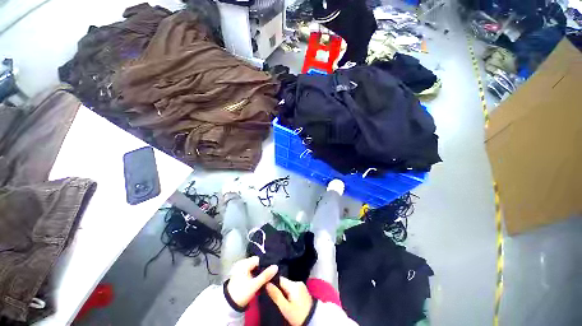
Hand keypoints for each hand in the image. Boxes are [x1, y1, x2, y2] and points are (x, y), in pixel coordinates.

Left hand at [227, 256, 277, 307]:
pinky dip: (255, 275)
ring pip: (254, 267)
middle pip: (256, 263)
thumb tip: (276, 266)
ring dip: (259, 272)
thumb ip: (266, 275)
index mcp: (244, 263)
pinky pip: (250, 271)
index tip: (271, 271)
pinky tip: (258, 280)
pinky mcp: (240, 274)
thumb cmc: (241, 293)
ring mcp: (240, 269)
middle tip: (269, 276)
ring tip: (265, 279)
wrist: (229, 305)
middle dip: (263, 269)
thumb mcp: (254, 285)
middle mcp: (242, 263)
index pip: (259, 259)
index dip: (266, 264)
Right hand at [266, 276, 313, 325]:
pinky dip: (288, 294)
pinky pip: (292, 289)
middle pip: (284, 282)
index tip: (266, 289)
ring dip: (283, 292)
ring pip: (288, 286)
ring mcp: (301, 286)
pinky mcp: (303, 291)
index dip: (272, 283)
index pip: (280, 279)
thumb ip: (276, 295)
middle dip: (278, 289)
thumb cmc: (298, 315)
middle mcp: (298, 282)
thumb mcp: (285, 307)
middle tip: (272, 297)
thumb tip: (267, 284)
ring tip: (278, 300)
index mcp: (294, 284)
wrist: (313, 321)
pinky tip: (286, 300)